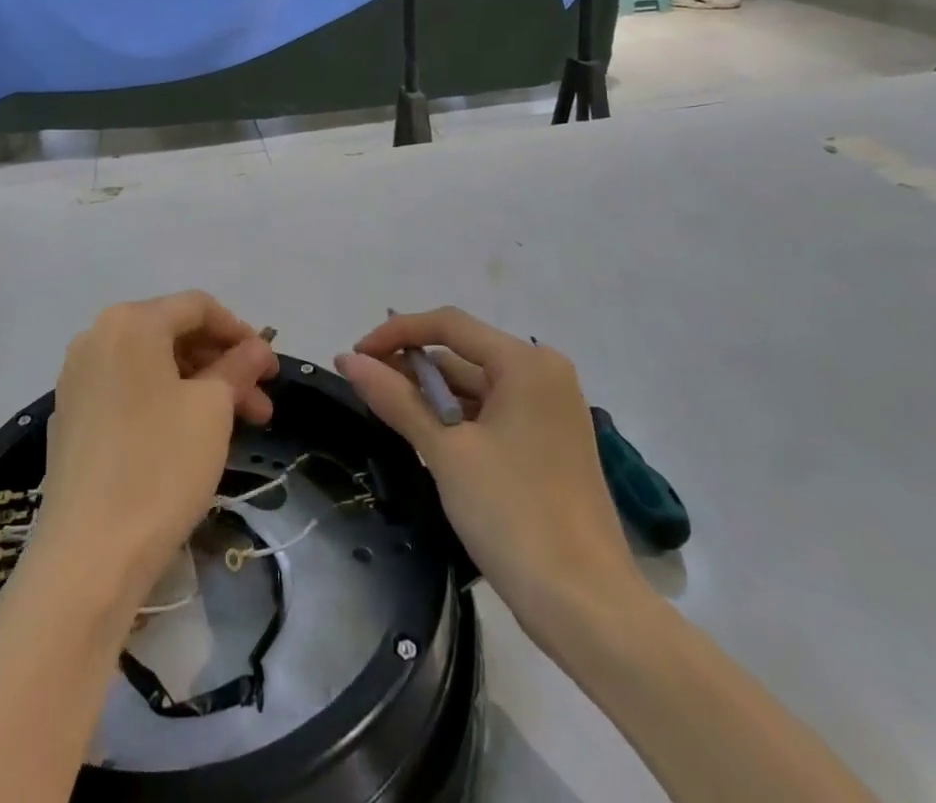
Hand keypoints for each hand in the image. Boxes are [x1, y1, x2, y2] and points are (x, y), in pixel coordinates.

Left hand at [33, 291, 277, 607]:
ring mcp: (78, 376)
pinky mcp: (71, 415)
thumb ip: (237, 367)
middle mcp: (97, 336)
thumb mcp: (211, 410)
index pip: (197, 306)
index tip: (270, 369)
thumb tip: (257, 348)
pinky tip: (190, 437)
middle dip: (222, 364)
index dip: (241, 331)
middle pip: (173, 334)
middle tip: (260, 405)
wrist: (87, 555)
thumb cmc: (159, 466)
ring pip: (152, 365)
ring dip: (198, 386)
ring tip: (236, 427)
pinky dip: (164, 401)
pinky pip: (128, 390)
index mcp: (130, 322)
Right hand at [336, 308, 648, 647]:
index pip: (448, 325)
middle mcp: (543, 375)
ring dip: (430, 396)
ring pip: (475, 386)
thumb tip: (347, 359)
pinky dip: (456, 419)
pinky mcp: (548, 444)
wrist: (589, 610)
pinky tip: (424, 438)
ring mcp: (550, 412)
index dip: (396, 333)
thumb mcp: (445, 451)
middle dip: (411, 368)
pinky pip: (491, 413)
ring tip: (386, 414)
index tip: (355, 357)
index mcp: (526, 364)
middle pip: (462, 354)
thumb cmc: (514, 515)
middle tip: (365, 389)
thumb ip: (395, 398)